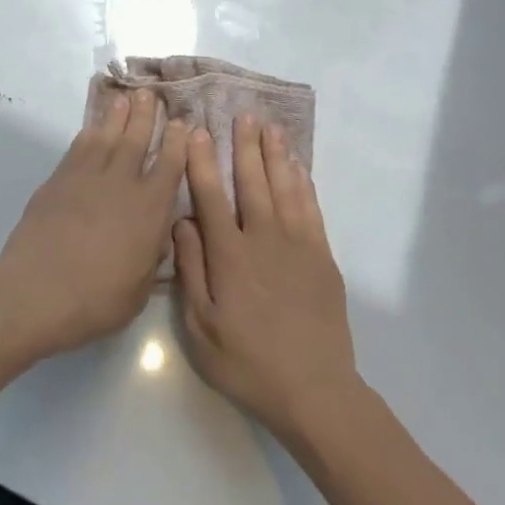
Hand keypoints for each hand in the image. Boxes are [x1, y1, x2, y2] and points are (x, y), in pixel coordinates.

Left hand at [0, 91, 187, 359]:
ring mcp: (88, 177)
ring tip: (126, 98)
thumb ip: (152, 256)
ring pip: (107, 136)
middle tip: (151, 93)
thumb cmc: (97, 299)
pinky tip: (93, 128)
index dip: (178, 142)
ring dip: (118, 116)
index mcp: (150, 209)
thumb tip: (157, 236)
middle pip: (137, 139)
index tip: (182, 123)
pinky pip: (79, 148)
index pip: (170, 165)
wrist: (39, 290)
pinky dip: (89, 133)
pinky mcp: (59, 180)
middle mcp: (123, 183)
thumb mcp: (140, 288)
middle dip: (147, 115)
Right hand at [174, 116, 359, 441]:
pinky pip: (311, 209)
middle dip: (244, 145)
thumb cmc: (247, 362)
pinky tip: (298, 167)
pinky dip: (303, 183)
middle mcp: (263, 239)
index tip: (197, 132)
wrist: (313, 390)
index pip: (211, 196)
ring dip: (275, 155)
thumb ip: (191, 269)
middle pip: (252, 181)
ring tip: (270, 127)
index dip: (202, 161)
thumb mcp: (201, 326)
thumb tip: (182, 222)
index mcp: (229, 255)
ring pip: (284, 187)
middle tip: (241, 114)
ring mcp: (297, 245)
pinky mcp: (322, 256)